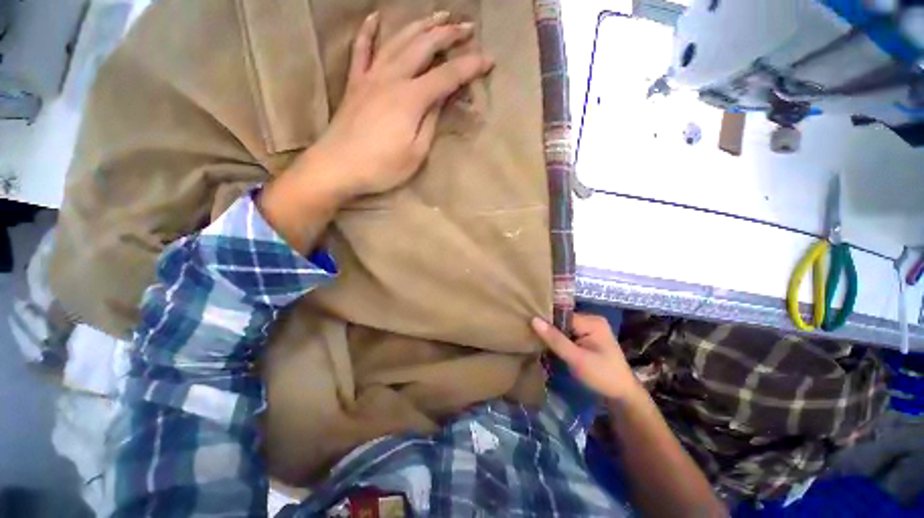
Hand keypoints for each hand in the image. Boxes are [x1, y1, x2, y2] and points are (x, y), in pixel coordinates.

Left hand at [307, 11, 493, 200]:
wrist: (337, 167)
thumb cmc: (382, 167)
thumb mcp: (416, 152)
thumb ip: (431, 122)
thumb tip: (442, 98)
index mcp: (411, 98)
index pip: (447, 76)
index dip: (469, 66)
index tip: (488, 60)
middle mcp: (392, 78)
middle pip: (423, 46)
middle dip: (448, 34)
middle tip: (467, 27)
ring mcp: (370, 77)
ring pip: (397, 41)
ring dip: (419, 25)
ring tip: (437, 15)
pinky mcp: (355, 83)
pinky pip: (361, 50)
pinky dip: (368, 32)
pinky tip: (375, 18)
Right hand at [532, 314, 643, 402]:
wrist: (623, 395)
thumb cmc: (602, 376)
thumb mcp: (577, 359)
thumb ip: (555, 339)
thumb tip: (534, 319)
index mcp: (592, 321)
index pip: (561, 316)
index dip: (546, 323)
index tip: (529, 330)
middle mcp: (591, 320)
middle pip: (562, 321)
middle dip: (550, 331)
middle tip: (533, 339)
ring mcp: (590, 329)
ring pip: (564, 328)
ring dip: (554, 337)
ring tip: (539, 343)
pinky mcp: (589, 338)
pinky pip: (569, 334)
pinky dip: (561, 341)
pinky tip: (552, 348)